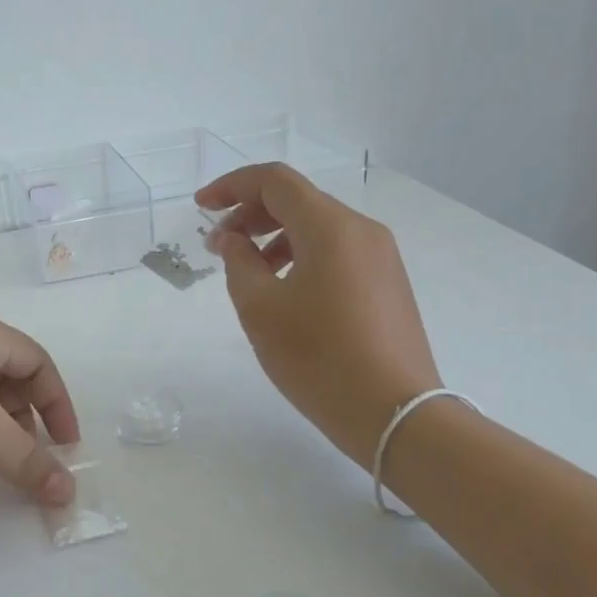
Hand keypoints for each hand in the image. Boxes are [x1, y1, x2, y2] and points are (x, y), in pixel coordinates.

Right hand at [197, 164, 440, 457]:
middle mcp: (362, 230)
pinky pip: (337, 250)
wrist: (395, 415)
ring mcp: (381, 256)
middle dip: (251, 213)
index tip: (201, 207)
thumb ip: (239, 262)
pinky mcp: (388, 282)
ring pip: (318, 226)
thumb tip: (234, 238)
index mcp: (331, 227)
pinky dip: (301, 254)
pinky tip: (284, 289)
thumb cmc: (319, 359)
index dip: (232, 186)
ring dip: (275, 236)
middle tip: (218, 245)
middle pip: (298, 200)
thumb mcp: (260, 309)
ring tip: (247, 271)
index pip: (275, 181)